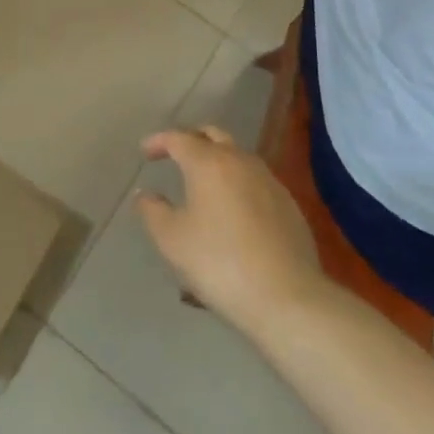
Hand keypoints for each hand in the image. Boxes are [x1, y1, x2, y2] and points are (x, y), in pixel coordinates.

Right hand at [135, 127, 324, 336]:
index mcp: (209, 163)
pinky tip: (233, 210)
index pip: (178, 138)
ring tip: (203, 184)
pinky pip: (255, 181)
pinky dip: (238, 184)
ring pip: (238, 157)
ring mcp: (269, 181)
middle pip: (213, 135)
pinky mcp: (289, 204)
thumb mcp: (172, 240)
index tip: (145, 153)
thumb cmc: (219, 263)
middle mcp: (240, 161)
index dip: (158, 141)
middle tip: (175, 155)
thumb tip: (146, 194)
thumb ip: (152, 210)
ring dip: (217, 161)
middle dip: (191, 139)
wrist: (287, 298)